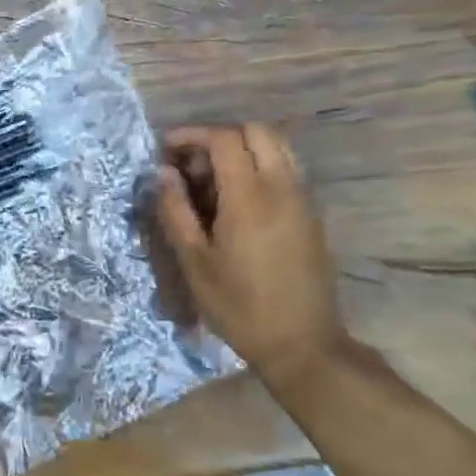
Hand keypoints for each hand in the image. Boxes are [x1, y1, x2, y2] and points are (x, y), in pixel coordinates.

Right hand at [153, 124, 349, 391]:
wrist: (302, 345)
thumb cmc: (240, 306)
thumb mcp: (195, 262)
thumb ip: (176, 210)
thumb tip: (163, 172)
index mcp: (250, 196)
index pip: (224, 138)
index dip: (192, 135)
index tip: (167, 149)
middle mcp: (281, 187)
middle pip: (256, 130)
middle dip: (220, 136)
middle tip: (194, 165)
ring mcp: (302, 199)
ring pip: (277, 147)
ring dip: (244, 149)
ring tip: (216, 181)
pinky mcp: (312, 215)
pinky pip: (287, 170)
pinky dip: (261, 167)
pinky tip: (239, 202)